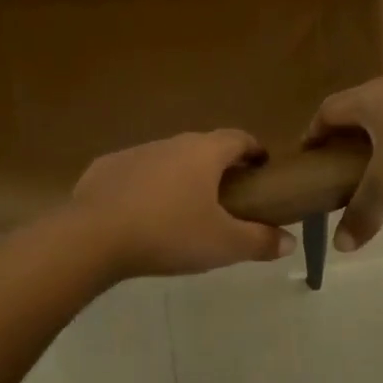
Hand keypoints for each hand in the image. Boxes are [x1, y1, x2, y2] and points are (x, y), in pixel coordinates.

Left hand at [69, 131, 296, 277]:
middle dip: (217, 167)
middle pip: (203, 147)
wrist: (94, 235)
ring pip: (167, 159)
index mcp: (204, 152)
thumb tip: (289, 241)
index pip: (238, 138)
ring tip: (183, 210)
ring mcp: (136, 152)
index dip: (254, 151)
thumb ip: (259, 241)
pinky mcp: (105, 168)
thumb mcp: (223, 245)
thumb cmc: (169, 233)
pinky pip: (135, 173)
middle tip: (226, 198)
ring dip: (180, 177)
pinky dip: (145, 187)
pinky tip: (141, 215)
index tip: (261, 169)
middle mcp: (171, 143)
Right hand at [306, 71, 382, 250]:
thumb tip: (340, 245)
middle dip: (344, 132)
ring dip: (377, 128)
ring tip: (381, 157)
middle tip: (342, 160)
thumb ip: (364, 212)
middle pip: (354, 106)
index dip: (314, 132)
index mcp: (364, 101)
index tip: (310, 154)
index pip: (326, 111)